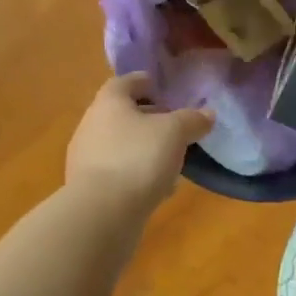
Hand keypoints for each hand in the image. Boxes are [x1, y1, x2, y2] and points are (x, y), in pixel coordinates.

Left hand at [66, 73, 214, 212]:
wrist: (101, 213)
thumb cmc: (138, 158)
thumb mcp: (175, 132)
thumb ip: (192, 120)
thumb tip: (207, 114)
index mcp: (109, 102)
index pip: (125, 82)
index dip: (146, 82)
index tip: (164, 88)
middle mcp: (92, 125)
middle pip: (123, 114)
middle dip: (149, 118)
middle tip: (176, 125)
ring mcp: (87, 158)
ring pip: (122, 145)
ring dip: (145, 148)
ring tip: (172, 159)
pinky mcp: (90, 188)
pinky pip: (119, 172)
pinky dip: (138, 174)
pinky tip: (159, 188)